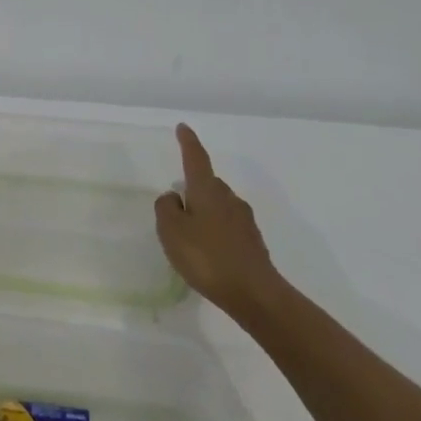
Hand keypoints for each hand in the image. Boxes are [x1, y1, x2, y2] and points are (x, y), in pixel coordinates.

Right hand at [154, 123, 286, 316]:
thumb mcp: (172, 231)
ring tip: (188, 235)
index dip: (188, 142)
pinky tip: (206, 252)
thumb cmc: (207, 257)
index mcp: (207, 191)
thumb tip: (174, 196)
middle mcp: (229, 198)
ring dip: (203, 212)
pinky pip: (226, 226)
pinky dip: (213, 231)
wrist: (254, 293)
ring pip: (218, 205)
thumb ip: (166, 208)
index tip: (183, 127)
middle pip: (208, 183)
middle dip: (192, 188)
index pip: (196, 158)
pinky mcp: (251, 241)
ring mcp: (243, 220)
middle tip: (175, 206)